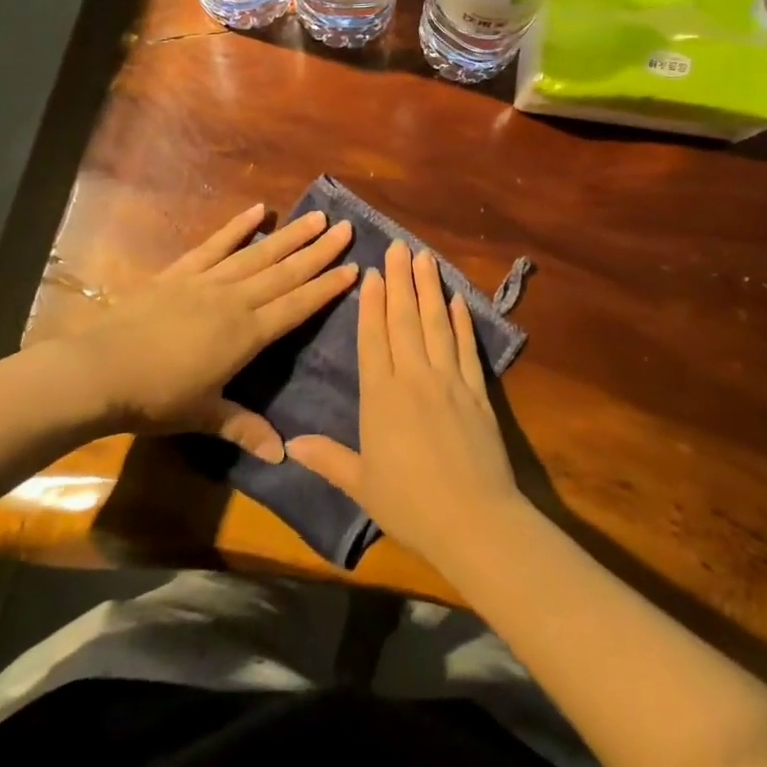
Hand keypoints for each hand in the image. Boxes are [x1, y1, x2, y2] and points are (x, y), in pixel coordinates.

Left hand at [46, 204, 356, 460]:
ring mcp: (207, 281)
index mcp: (247, 335)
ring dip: (289, 235)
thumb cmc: (155, 398)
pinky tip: (258, 210)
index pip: (297, 306)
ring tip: (316, 217)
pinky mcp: (180, 272)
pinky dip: (237, 227)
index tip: (354, 267)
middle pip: (285, 273)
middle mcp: (235, 300)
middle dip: (318, 252)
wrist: (99, 370)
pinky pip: (215, 245)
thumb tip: (283, 456)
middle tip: (346, 229)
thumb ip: (245, 429)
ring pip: (258, 254)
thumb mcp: (204, 416)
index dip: (326, 288)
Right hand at [287, 241, 524, 566]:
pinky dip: (462, 321)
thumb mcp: (360, 484)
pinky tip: (457, 300)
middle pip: (405, 320)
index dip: (371, 303)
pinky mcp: (478, 391)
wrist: (473, 519)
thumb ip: (327, 459)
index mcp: (381, 396)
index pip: (373, 338)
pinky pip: (467, 348)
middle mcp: (415, 378)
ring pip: (436, 324)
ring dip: (430, 289)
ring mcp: (450, 380)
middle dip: (400, 280)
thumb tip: (288, 445)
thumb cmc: (409, 503)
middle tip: (398, 246)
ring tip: (425, 257)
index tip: (372, 271)